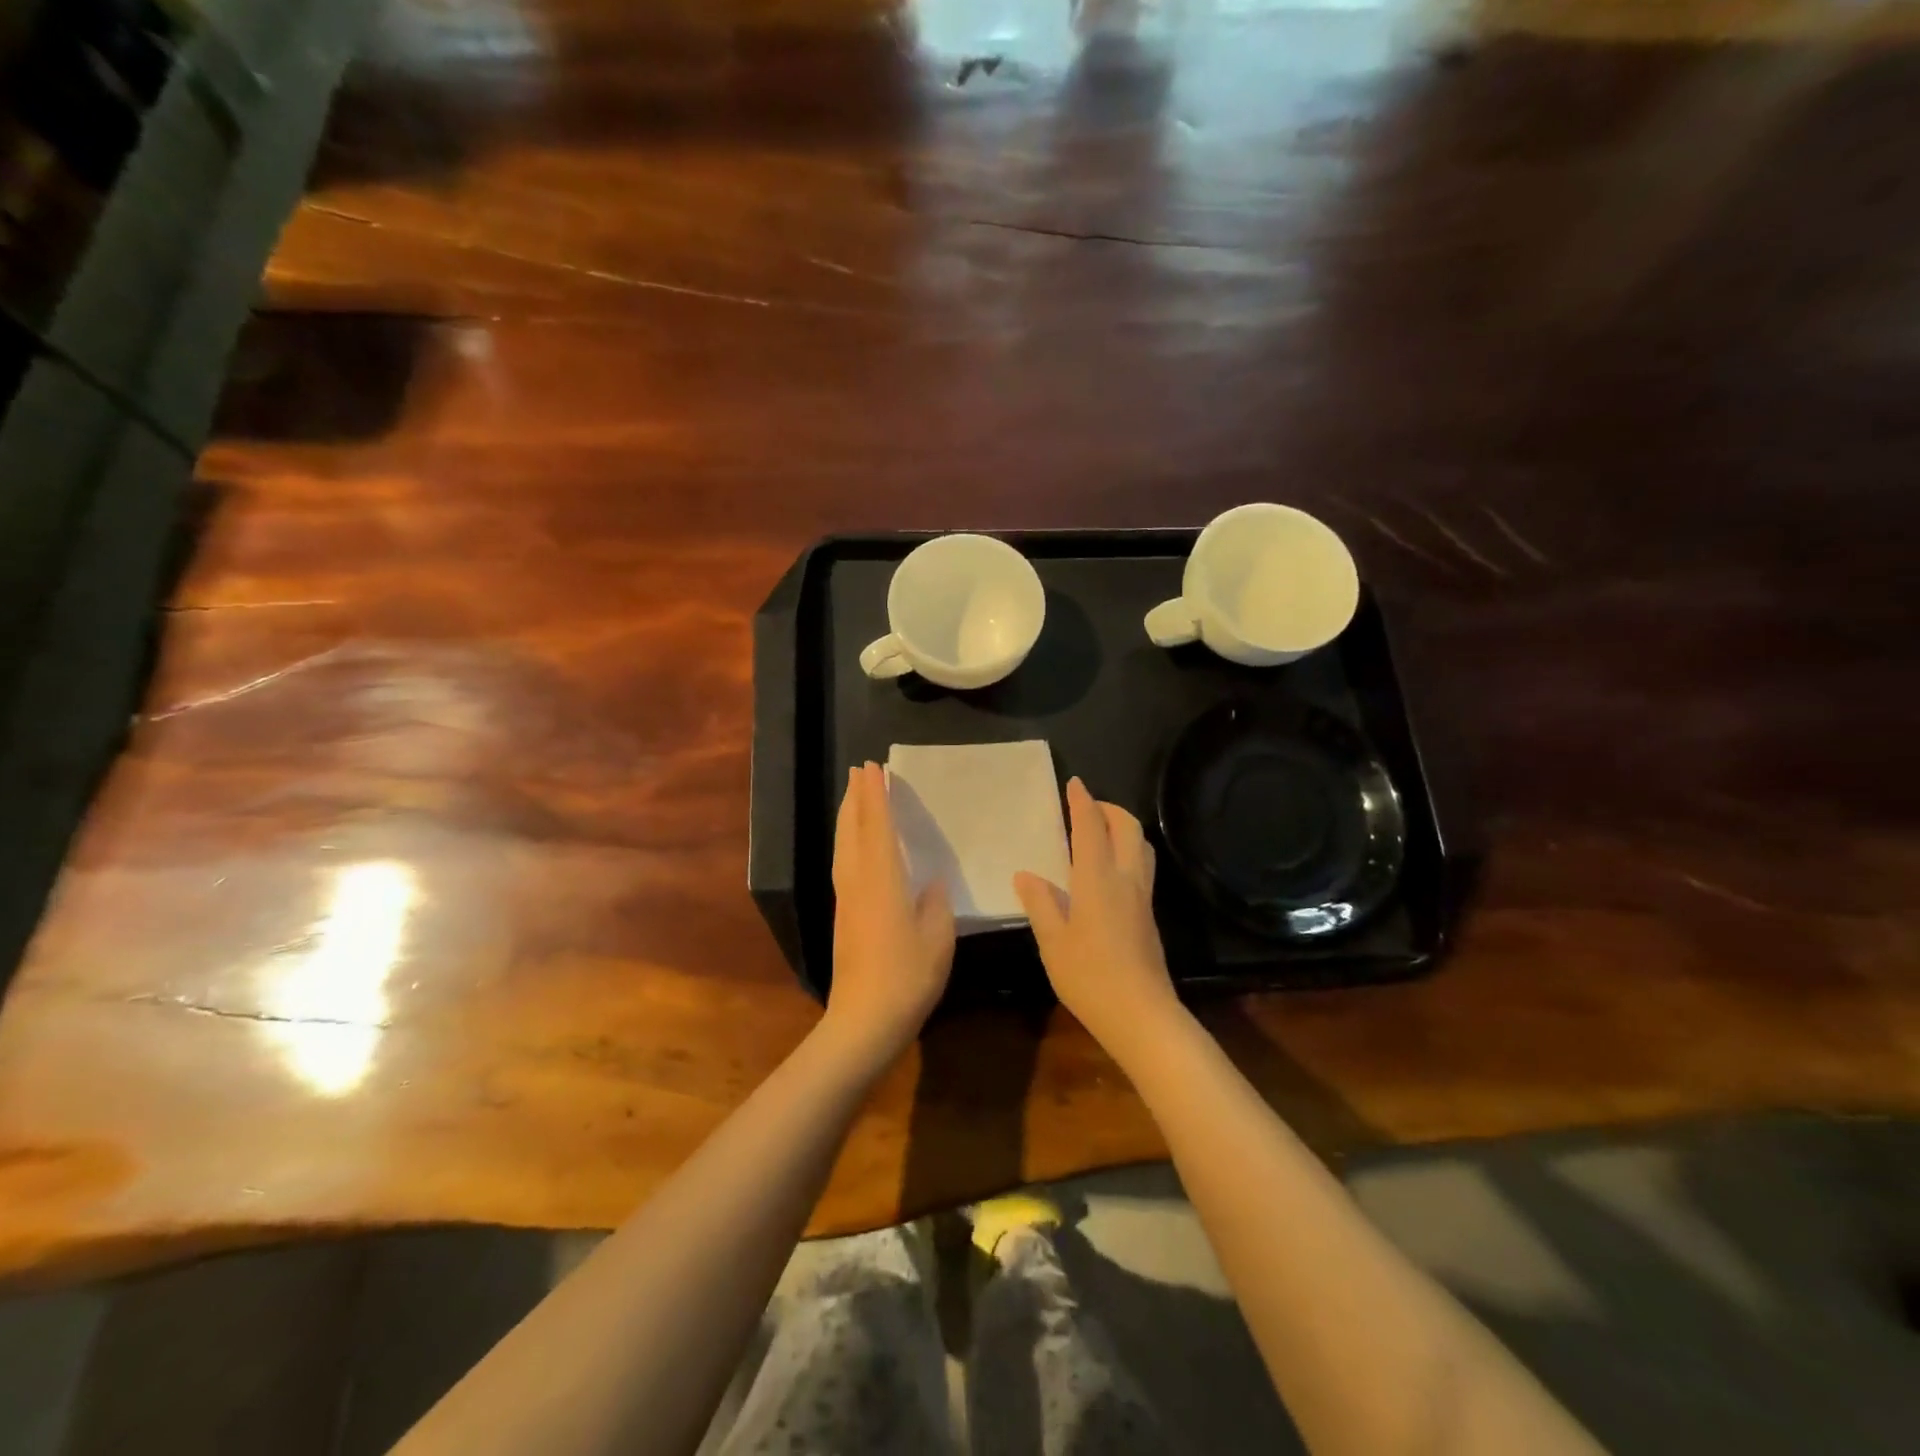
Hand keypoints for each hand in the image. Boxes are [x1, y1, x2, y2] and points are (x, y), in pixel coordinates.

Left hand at [825, 762, 954, 1066]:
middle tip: (859, 772)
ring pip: (842, 846)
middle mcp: (857, 881)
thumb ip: (935, 903)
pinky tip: (856, 845)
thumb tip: (931, 883)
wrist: (863, 1021)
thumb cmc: (907, 976)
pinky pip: (843, 863)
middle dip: (855, 798)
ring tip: (853, 797)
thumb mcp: (938, 937)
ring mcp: (846, 899)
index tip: (872, 767)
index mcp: (882, 879)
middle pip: (851, 830)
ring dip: (848, 817)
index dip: (875, 795)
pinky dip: (848, 840)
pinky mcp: (843, 916)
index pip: (876, 826)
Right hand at [1015, 777, 1180, 1053]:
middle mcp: (1126, 879)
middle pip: (1127, 828)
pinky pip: (1142, 865)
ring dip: (1124, 827)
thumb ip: (1040, 903)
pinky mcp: (1149, 914)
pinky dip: (1128, 849)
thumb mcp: (1053, 942)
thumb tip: (1026, 875)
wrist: (1142, 1015)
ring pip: (1141, 845)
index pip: (1091, 828)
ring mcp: (1143, 896)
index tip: (1075, 783)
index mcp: (1097, 879)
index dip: (1083, 802)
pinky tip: (1110, 868)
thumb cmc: (1090, 977)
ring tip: (1101, 830)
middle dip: (1109, 808)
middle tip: (1088, 806)